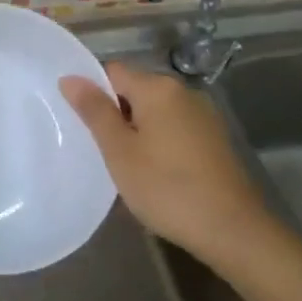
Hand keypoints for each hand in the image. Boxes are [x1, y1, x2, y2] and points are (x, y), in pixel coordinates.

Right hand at [59, 60, 277, 264]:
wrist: (231, 228)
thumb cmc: (166, 188)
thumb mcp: (120, 151)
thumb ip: (95, 111)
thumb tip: (70, 77)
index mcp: (158, 88)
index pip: (112, 72)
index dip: (93, 92)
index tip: (81, 124)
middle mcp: (183, 91)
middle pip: (136, 90)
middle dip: (115, 114)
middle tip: (100, 150)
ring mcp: (203, 115)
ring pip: (156, 111)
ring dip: (137, 130)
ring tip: (124, 164)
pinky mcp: (214, 138)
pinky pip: (175, 128)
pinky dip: (159, 141)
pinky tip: (155, 172)